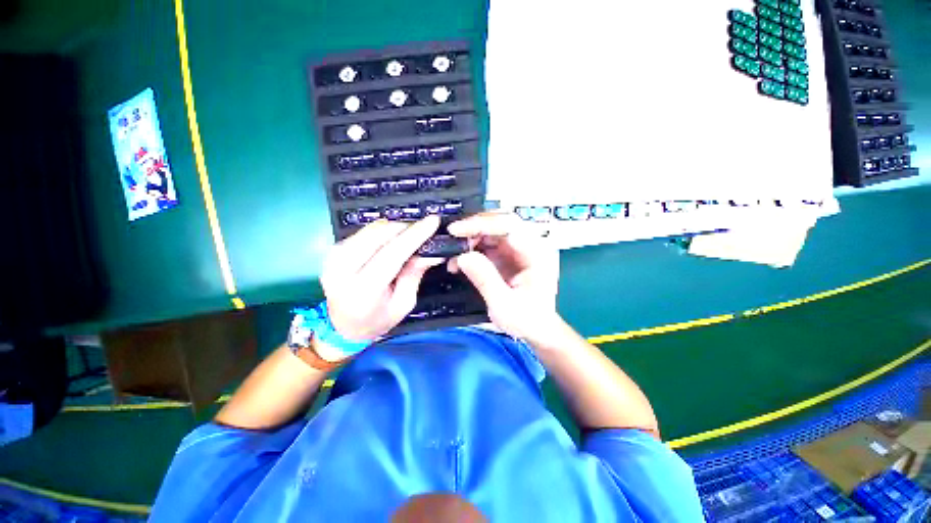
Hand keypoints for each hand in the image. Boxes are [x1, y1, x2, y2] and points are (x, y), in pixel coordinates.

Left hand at [321, 216, 442, 342]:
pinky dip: (381, 232)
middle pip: (378, 234)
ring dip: (393, 228)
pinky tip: (390, 241)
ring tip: (408, 236)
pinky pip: (363, 232)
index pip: (392, 253)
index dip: (414, 235)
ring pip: (370, 229)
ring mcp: (333, 258)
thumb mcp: (404, 303)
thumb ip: (414, 274)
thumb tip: (431, 252)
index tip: (432, 221)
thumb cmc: (377, 319)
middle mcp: (342, 270)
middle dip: (405, 227)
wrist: (342, 327)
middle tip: (422, 230)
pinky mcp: (332, 251)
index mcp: (363, 290)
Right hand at [447, 212, 559, 339]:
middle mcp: (531, 244)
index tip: (456, 231)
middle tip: (452, 238)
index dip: (481, 224)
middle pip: (501, 222)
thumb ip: (485, 279)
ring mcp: (520, 248)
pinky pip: (489, 242)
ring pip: (493, 230)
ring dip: (471, 238)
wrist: (537, 329)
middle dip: (474, 228)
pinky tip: (460, 260)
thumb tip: (462, 256)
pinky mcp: (509, 254)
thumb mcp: (504, 305)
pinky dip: (472, 247)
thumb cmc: (526, 320)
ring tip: (453, 253)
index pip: (510, 226)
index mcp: (537, 254)